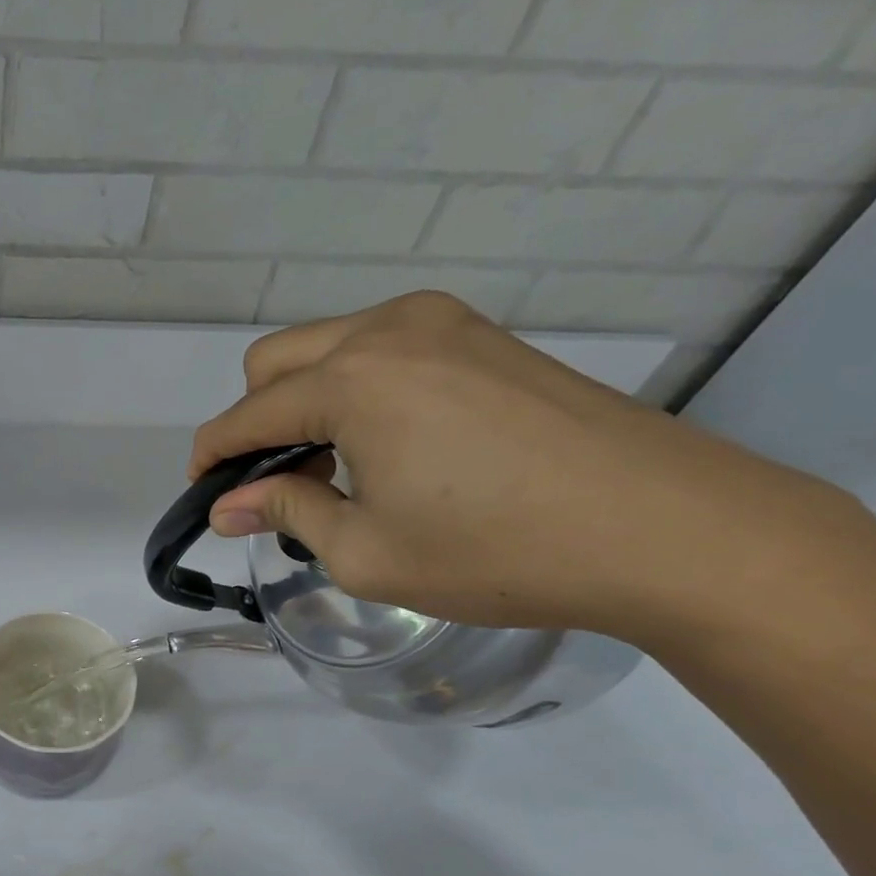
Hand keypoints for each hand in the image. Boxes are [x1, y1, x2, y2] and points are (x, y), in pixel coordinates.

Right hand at [189, 291, 852, 641]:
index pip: (246, 415)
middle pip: (273, 361)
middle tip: (277, 486)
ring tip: (336, 471)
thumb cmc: (499, 552)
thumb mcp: (367, 552)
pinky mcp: (481, 335)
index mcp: (352, 380)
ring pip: (326, 348)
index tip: (203, 494)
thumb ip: (284, 512)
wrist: (671, 530)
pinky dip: (356, 389)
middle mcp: (387, 331)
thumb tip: (226, 506)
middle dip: (254, 421)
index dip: (212, 456)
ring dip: (305, 403)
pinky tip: (389, 444)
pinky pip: (381, 349)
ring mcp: (441, 323)